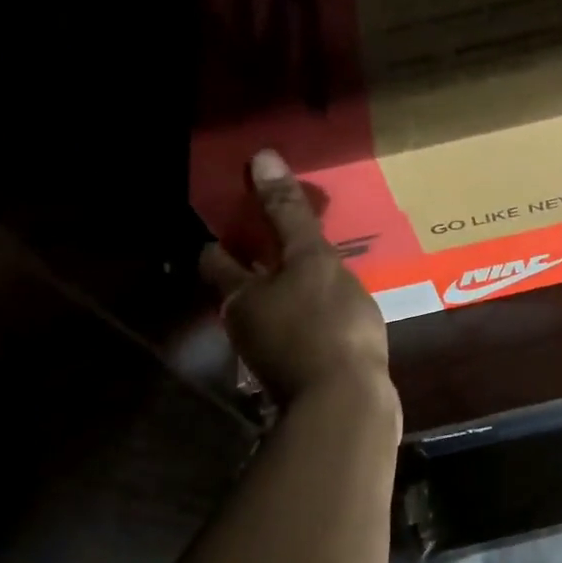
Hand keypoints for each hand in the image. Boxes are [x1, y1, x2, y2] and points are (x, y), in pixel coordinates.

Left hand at [199, 150, 393, 406]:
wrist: (347, 404)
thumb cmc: (325, 324)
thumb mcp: (312, 259)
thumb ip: (288, 214)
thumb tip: (260, 158)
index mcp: (239, 296)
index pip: (214, 258)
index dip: (222, 236)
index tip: (241, 216)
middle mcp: (245, 325)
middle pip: (242, 287)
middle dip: (258, 263)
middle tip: (288, 239)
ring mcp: (272, 354)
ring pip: (273, 311)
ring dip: (288, 291)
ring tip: (320, 270)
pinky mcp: (302, 373)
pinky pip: (301, 333)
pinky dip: (311, 317)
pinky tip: (338, 310)